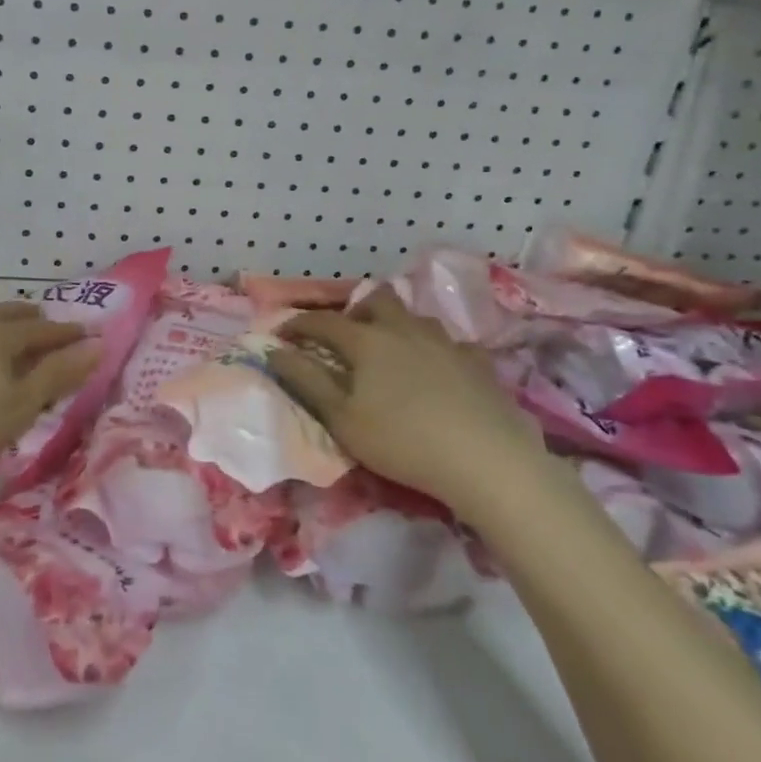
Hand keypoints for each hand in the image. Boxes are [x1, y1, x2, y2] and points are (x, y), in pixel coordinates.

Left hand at [0, 301, 100, 488]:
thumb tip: (97, 344)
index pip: (45, 329)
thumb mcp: (20, 406)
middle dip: (34, 320)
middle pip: (10, 314)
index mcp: (2, 335)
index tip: (87, 335)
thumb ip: (59, 375)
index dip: (69, 334)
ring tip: (6, 339)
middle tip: (47, 328)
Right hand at [266, 286, 545, 520]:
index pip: (323, 321)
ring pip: (415, 317)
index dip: (298, 324)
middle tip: (346, 338)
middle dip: (355, 311)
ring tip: (391, 352)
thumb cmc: (402, 441)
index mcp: (367, 341)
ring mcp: (446, 342)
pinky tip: (439, 371)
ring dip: (396, 326)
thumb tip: (274, 351)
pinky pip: (452, 344)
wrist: (486, 461)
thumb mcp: (342, 419)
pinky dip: (437, 351)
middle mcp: (405, 329)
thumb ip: (306, 381)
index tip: (282, 334)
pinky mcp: (479, 363)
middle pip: (376, 299)